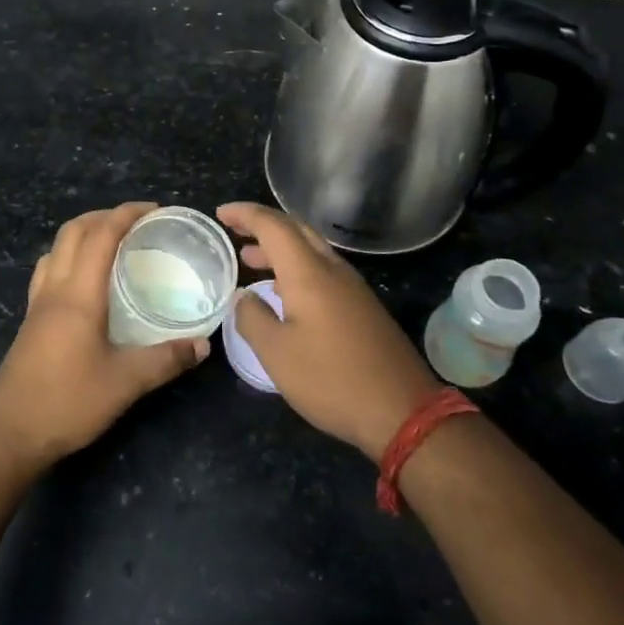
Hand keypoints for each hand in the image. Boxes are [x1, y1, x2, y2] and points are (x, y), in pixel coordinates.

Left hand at [0, 202, 207, 468]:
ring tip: (111, 244)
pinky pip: (49, 271)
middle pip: (73, 231)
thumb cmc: (67, 402)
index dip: (127, 214)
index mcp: (78, 294)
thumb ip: (165, 360)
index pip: (101, 235)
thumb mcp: (125, 383)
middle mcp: (55, 289)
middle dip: (104, 215)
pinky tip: (85, 281)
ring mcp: (37, 304)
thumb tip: (202, 346)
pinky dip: (69, 258)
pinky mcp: (30, 322)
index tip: (155, 209)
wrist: (9, 434)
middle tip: (136, 223)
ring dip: (83, 233)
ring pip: (56, 248)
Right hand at [217, 202, 437, 459]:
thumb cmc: (332, 379)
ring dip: (279, 248)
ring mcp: (352, 287)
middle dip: (262, 225)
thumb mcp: (277, 354)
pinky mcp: (362, 306)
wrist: (402, 410)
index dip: (245, 214)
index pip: (272, 225)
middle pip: (295, 229)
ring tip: (250, 259)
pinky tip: (283, 291)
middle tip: (234, 230)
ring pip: (311, 249)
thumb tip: (243, 298)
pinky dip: (295, 267)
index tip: (220, 214)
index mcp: (308, 273)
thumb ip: (252, 318)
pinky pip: (322, 269)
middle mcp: (332, 269)